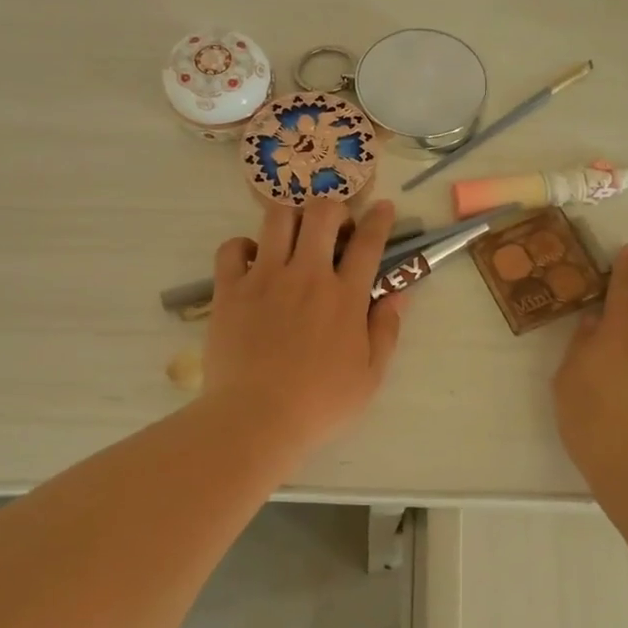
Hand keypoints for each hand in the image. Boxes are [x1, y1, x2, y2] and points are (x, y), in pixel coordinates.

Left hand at [201, 199, 405, 457]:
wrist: (256, 418)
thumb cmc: (319, 404)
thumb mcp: (370, 376)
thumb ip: (386, 331)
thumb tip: (398, 295)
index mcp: (344, 296)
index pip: (368, 243)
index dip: (380, 219)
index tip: (383, 208)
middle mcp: (306, 275)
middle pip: (322, 213)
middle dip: (333, 209)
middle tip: (334, 228)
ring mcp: (264, 278)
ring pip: (277, 218)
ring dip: (291, 218)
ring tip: (293, 236)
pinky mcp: (230, 290)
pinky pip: (231, 247)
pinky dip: (243, 246)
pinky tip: (252, 259)